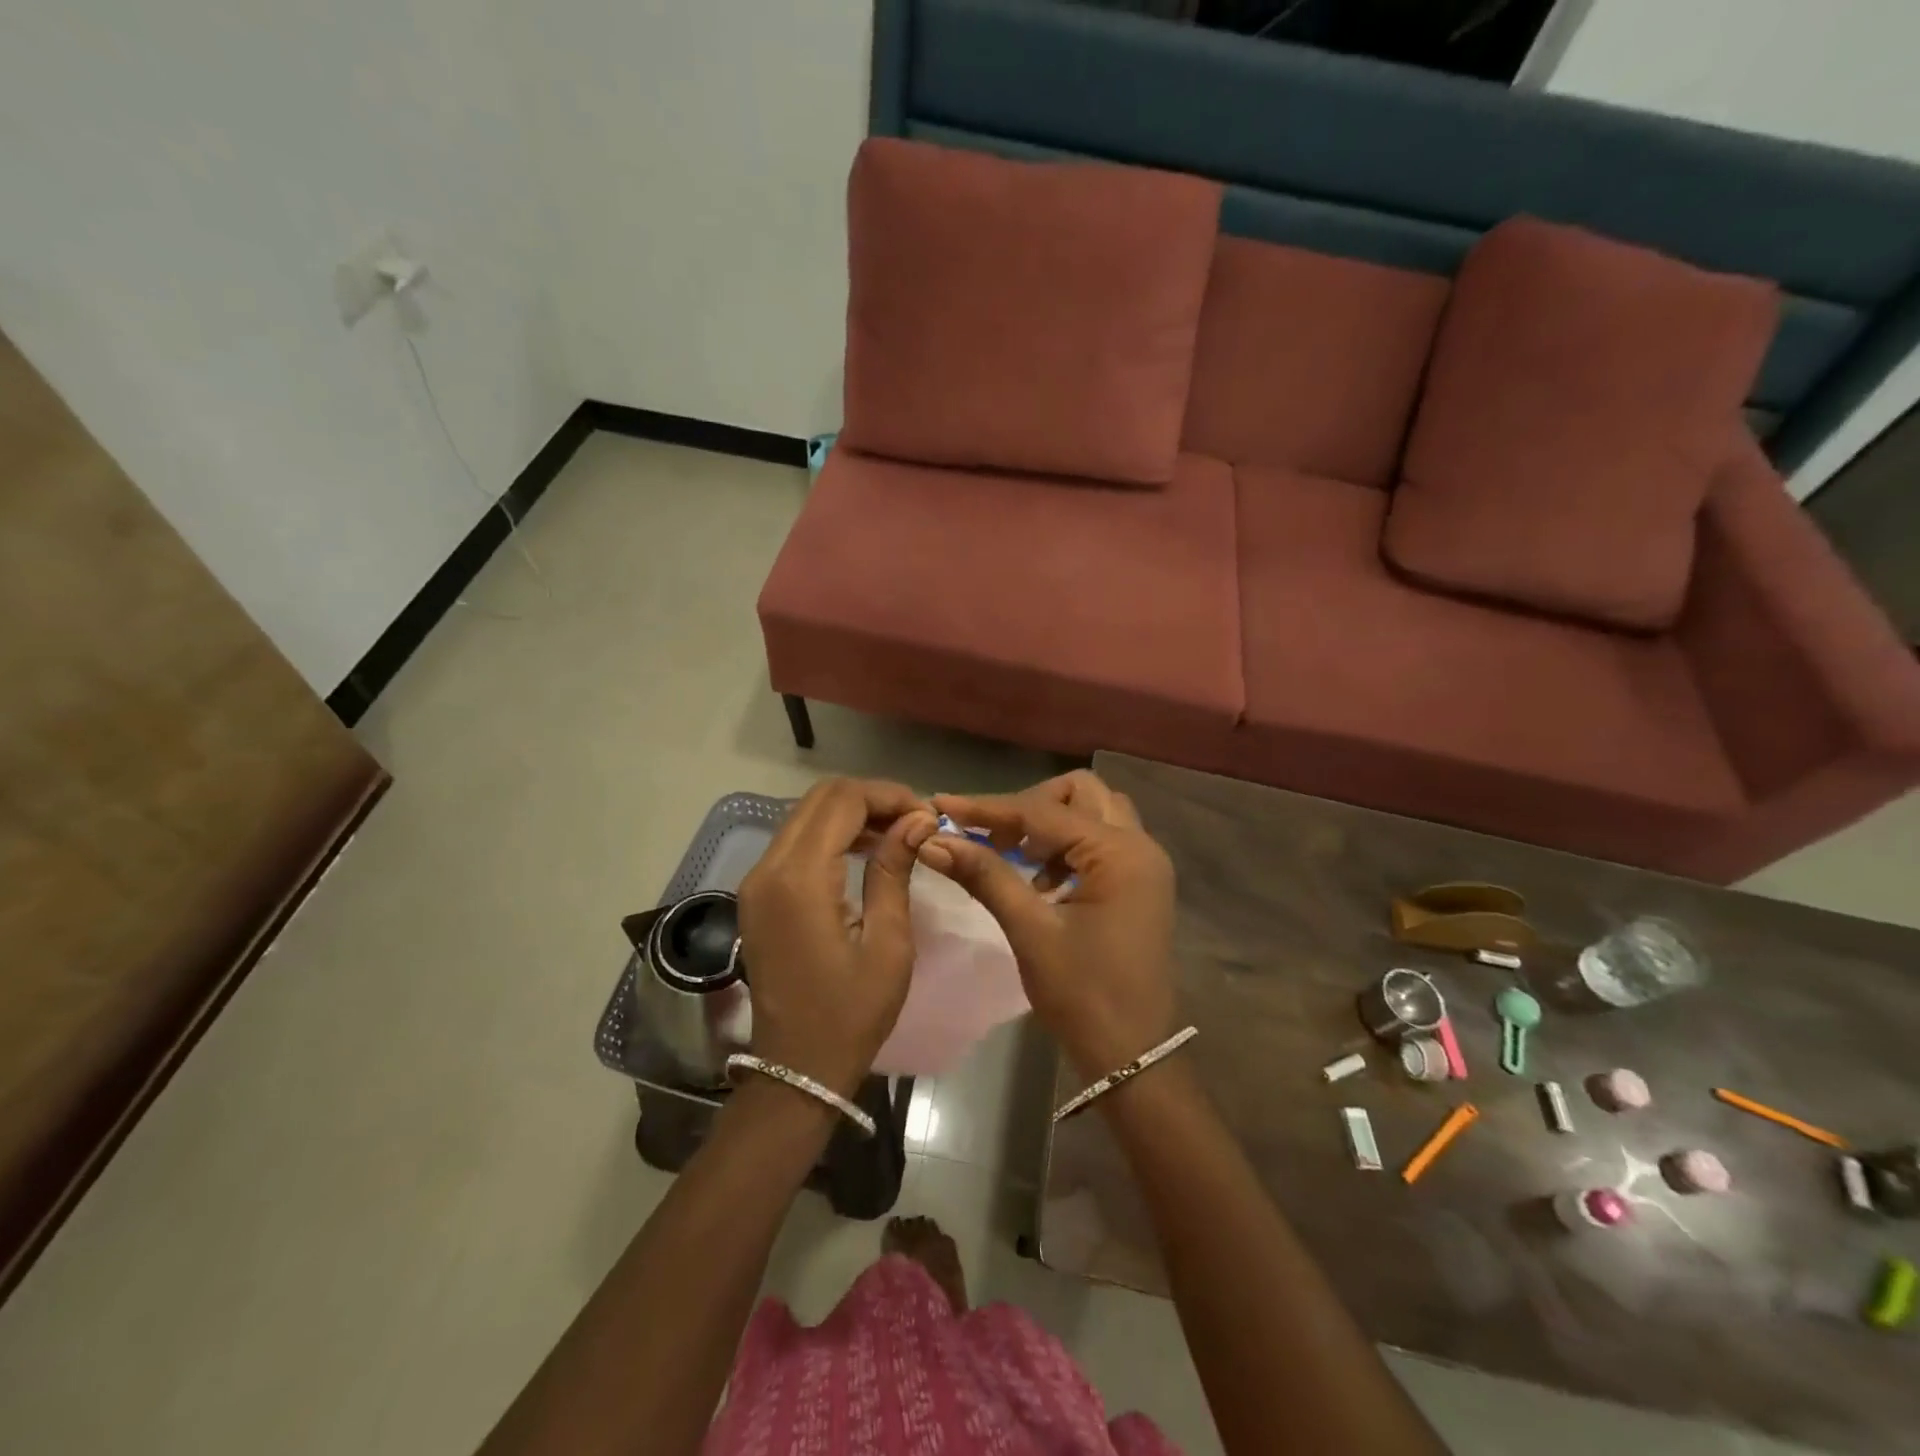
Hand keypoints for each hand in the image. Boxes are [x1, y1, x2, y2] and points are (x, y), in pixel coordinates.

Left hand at [737, 779, 935, 1097]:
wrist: (797, 1067)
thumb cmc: (851, 1013)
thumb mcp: (888, 943)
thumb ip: (895, 871)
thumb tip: (918, 819)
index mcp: (800, 880)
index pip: (843, 801)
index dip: (888, 795)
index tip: (927, 814)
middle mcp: (768, 868)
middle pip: (820, 799)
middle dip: (871, 799)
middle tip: (914, 821)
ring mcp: (757, 881)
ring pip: (805, 816)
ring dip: (851, 814)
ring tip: (897, 834)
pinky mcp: (757, 894)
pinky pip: (795, 842)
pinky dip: (831, 834)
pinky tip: (864, 852)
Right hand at [921, 771, 1176, 1077]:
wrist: (1132, 1054)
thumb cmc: (1082, 995)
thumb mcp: (1030, 931)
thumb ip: (985, 876)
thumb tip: (933, 840)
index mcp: (1121, 854)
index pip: (1044, 812)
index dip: (989, 808)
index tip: (942, 805)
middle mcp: (1141, 846)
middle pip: (1080, 793)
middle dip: (1030, 806)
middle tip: (993, 837)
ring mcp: (1144, 865)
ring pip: (1093, 813)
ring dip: (1051, 824)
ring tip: (1013, 857)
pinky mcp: (1138, 884)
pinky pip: (1100, 841)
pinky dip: (1066, 846)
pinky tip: (1039, 880)